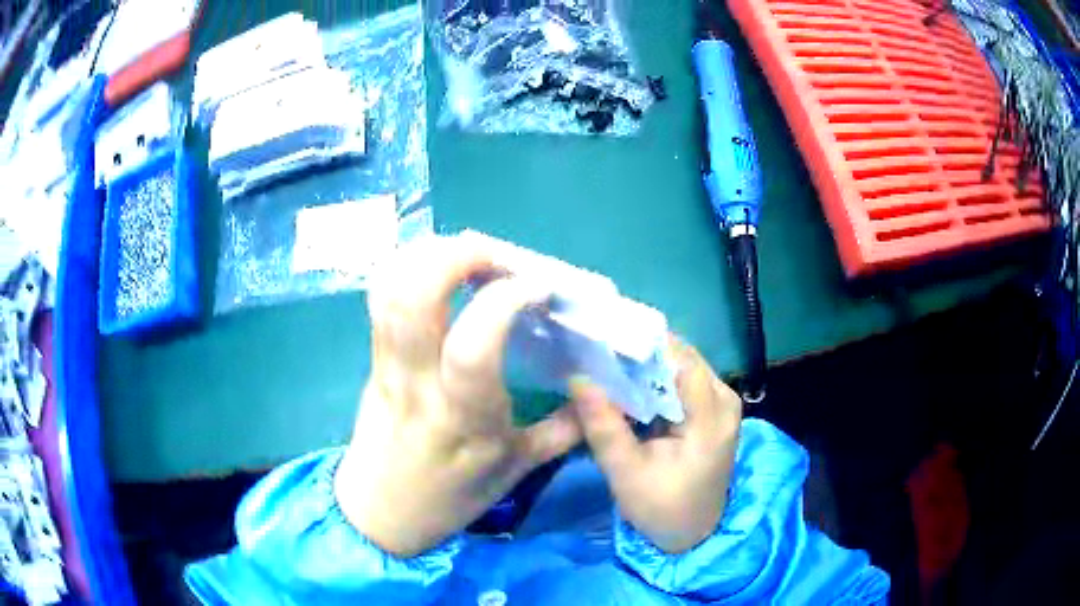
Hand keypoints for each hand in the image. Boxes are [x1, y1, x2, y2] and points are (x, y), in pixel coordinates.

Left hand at [335, 235, 581, 556]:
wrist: (380, 511)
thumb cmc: (450, 497)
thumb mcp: (515, 471)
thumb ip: (563, 429)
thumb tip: (598, 390)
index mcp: (463, 417)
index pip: (474, 345)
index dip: (507, 299)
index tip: (540, 287)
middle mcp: (418, 382)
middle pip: (415, 297)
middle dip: (458, 255)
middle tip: (498, 255)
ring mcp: (387, 365)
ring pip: (391, 290)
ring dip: (430, 254)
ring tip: (469, 254)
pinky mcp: (372, 358)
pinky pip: (380, 299)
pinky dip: (406, 267)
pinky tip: (436, 267)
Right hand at [571, 338, 741, 553]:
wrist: (692, 533)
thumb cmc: (661, 508)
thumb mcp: (625, 472)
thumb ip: (603, 425)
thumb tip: (577, 377)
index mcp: (711, 417)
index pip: (680, 360)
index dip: (642, 342)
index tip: (602, 333)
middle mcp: (724, 400)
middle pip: (682, 358)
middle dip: (639, 352)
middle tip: (596, 347)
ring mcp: (722, 403)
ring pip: (681, 366)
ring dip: (645, 364)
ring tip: (605, 360)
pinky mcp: (713, 410)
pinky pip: (683, 381)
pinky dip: (655, 380)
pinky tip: (627, 383)